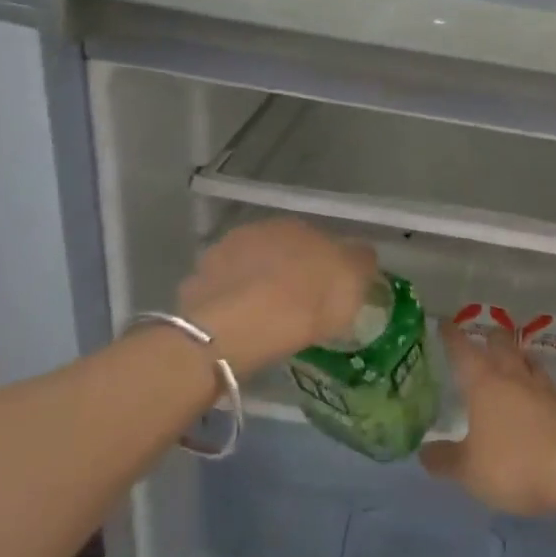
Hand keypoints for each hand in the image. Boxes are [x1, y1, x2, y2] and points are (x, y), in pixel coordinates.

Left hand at [176, 220, 377, 376]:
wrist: (235, 329)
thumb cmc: (304, 304)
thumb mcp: (352, 284)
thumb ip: (360, 262)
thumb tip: (360, 253)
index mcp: (299, 227)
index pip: (317, 241)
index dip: (323, 267)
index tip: (327, 294)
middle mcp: (258, 230)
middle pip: (280, 251)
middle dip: (287, 272)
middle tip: (296, 306)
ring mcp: (221, 253)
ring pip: (247, 269)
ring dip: (254, 285)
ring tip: (263, 318)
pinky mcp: (195, 282)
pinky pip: (221, 292)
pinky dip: (229, 304)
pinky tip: (237, 327)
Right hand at [420, 324, 555, 515]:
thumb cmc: (513, 464)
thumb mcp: (469, 469)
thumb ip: (445, 459)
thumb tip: (424, 451)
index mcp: (485, 386)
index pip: (464, 352)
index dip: (452, 337)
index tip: (445, 322)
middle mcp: (515, 380)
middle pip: (503, 347)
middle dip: (492, 337)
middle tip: (487, 334)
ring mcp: (546, 392)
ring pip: (531, 364)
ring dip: (522, 357)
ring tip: (517, 356)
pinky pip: (554, 392)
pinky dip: (547, 390)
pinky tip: (548, 396)